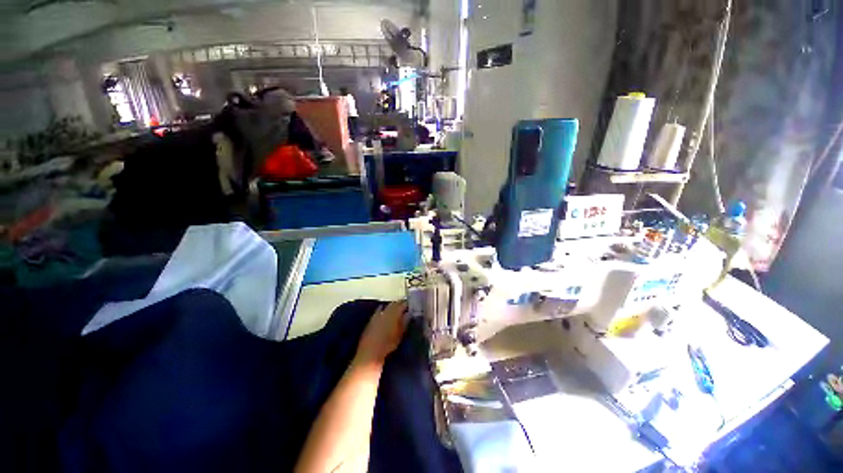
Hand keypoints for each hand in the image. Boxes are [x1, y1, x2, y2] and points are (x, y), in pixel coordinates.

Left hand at [354, 300, 408, 367]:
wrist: (370, 352)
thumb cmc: (388, 345)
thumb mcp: (400, 334)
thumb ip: (405, 322)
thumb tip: (409, 313)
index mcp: (394, 314)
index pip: (402, 305)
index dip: (407, 304)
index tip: (411, 305)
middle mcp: (385, 311)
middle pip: (394, 304)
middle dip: (399, 303)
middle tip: (405, 306)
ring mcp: (377, 314)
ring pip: (387, 306)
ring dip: (392, 306)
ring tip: (396, 308)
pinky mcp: (371, 319)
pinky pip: (379, 310)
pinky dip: (382, 309)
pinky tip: (383, 309)